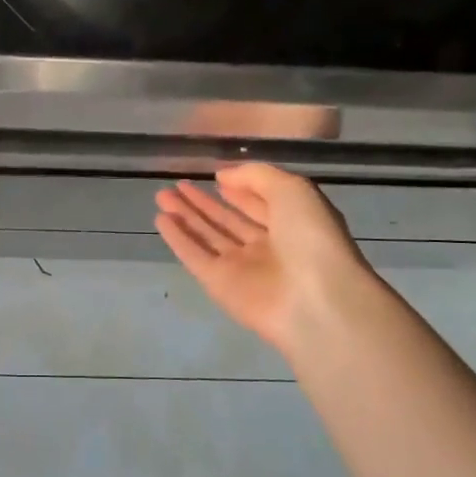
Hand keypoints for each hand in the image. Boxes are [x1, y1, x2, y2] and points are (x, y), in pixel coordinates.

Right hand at [154, 164, 372, 354]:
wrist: (315, 300)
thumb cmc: (311, 238)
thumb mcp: (292, 190)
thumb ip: (256, 176)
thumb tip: (222, 177)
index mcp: (293, 224)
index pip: (261, 204)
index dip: (240, 190)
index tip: (215, 176)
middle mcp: (268, 247)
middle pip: (229, 221)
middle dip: (203, 203)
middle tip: (177, 184)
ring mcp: (243, 268)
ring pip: (208, 236)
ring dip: (186, 216)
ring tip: (161, 195)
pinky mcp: (220, 285)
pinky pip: (195, 256)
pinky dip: (178, 239)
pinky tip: (160, 219)